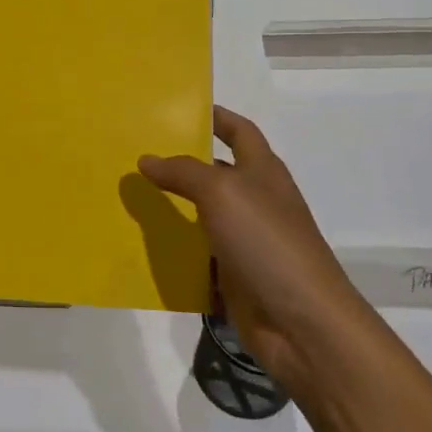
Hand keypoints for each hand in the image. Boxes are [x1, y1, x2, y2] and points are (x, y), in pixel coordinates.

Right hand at [140, 107, 370, 395]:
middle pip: (216, 174)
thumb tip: (147, 159)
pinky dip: (176, 252)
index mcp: (263, 172)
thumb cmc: (267, 242)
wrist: (301, 323)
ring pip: (203, 216)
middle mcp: (256, 201)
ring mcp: (247, 241)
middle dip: (181, 164)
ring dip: (173, 209)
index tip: (182, 109)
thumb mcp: (222, 193)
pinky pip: (199, 257)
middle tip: (137, 155)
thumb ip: (183, 173)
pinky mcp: (235, 277)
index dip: (217, 117)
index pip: (240, 132)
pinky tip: (144, 246)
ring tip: (130, 198)